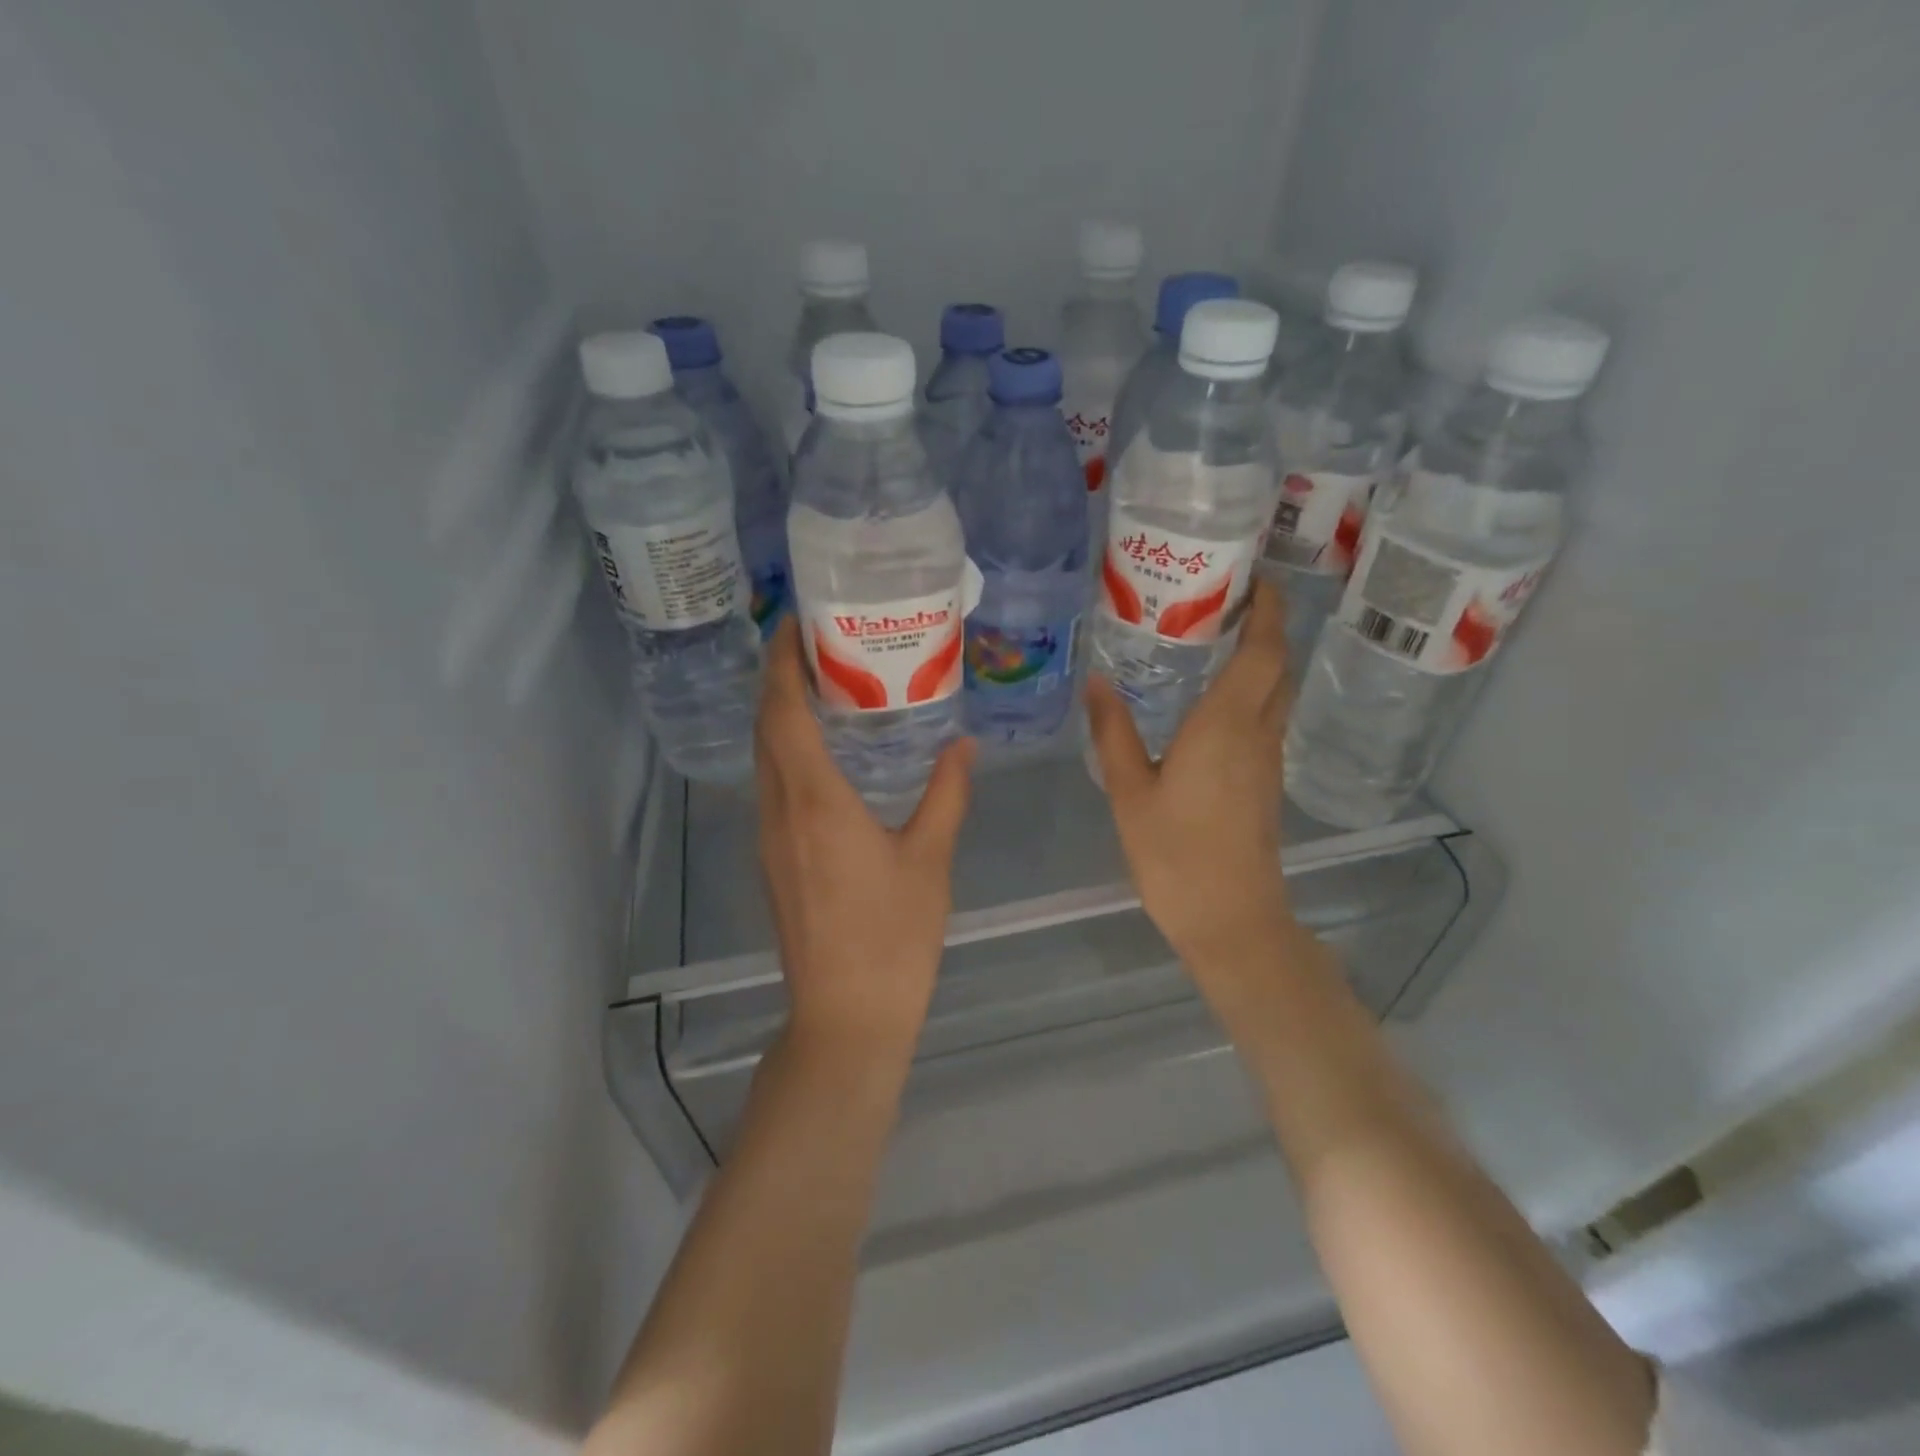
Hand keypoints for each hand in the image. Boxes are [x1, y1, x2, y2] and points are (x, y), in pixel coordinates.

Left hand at [754, 618, 974, 1061]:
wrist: (845, 1016)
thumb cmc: (892, 937)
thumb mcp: (930, 860)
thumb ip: (946, 795)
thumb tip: (963, 745)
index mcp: (816, 801)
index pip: (783, 713)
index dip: (781, 663)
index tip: (793, 623)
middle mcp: (780, 810)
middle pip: (765, 728)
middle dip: (778, 679)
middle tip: (814, 644)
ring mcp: (770, 838)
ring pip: (763, 758)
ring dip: (779, 716)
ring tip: (820, 686)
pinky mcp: (773, 860)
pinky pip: (771, 787)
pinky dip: (786, 752)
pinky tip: (821, 754)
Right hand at [1086, 578, 1293, 979]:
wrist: (1231, 919)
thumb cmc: (1175, 854)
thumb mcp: (1130, 792)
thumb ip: (1113, 733)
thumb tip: (1096, 682)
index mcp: (1227, 725)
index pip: (1263, 650)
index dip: (1266, 609)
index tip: (1252, 577)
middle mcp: (1258, 733)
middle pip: (1277, 666)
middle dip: (1264, 627)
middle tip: (1225, 601)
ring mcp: (1268, 760)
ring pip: (1275, 693)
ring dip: (1259, 660)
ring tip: (1215, 640)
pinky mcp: (1265, 783)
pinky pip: (1265, 720)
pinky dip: (1250, 694)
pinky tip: (1213, 702)